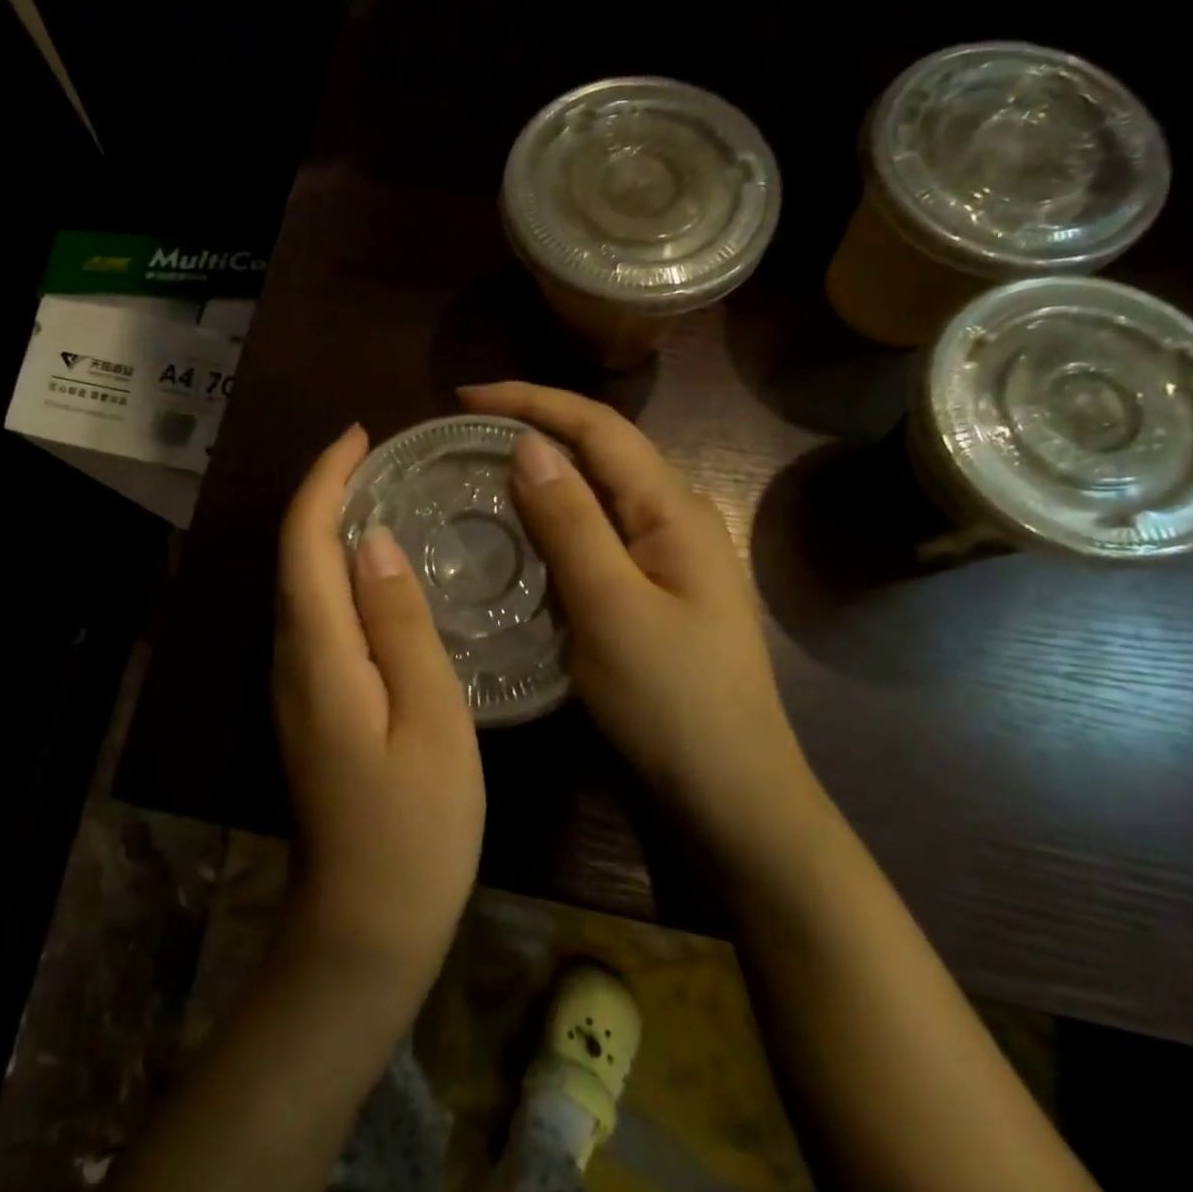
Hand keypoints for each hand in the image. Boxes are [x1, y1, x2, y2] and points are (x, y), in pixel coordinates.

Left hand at [272, 424, 485, 989]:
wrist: (366, 925)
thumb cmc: (416, 826)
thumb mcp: (430, 718)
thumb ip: (400, 626)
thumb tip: (372, 543)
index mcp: (319, 653)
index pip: (305, 543)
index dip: (324, 482)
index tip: (359, 436)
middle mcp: (292, 659)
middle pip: (295, 558)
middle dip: (325, 496)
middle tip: (381, 459)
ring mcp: (295, 685)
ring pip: (303, 586)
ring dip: (330, 531)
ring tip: (383, 496)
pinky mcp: (310, 704)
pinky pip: (317, 616)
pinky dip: (338, 574)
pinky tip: (378, 572)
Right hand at [460, 382, 821, 846]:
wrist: (729, 793)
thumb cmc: (672, 701)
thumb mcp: (612, 608)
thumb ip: (571, 523)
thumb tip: (528, 444)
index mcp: (673, 510)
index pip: (599, 428)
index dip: (532, 401)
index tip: (465, 397)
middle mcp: (673, 518)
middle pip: (600, 451)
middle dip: (535, 427)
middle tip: (463, 433)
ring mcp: (664, 557)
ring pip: (595, 493)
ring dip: (541, 473)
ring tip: (479, 470)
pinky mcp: (649, 590)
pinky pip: (594, 535)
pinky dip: (552, 520)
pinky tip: (519, 532)